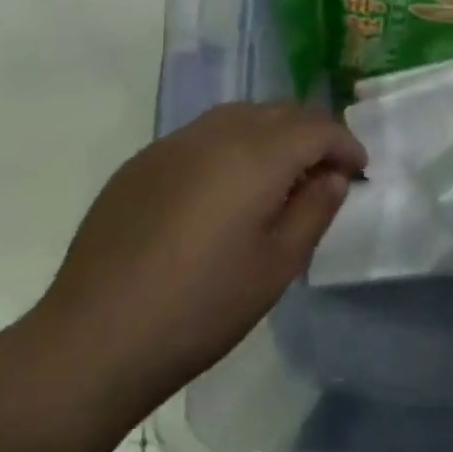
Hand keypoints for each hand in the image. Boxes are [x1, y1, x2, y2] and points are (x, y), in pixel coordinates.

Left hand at [22, 103, 365, 428]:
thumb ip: (314, 210)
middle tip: (325, 171)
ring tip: (279, 174)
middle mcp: (216, 133)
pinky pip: (202, 135)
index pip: (317, 128)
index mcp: (257, 155)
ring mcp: (173, 144)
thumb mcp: (277, 266)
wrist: (92, 339)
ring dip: (271, 133)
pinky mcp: (142, 162)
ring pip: (239, 116)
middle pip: (279, 112)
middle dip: (312, 133)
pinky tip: (224, 188)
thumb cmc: (200, 308)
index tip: (359, 171)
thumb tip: (332, 177)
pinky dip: (231, 145)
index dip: (345, 145)